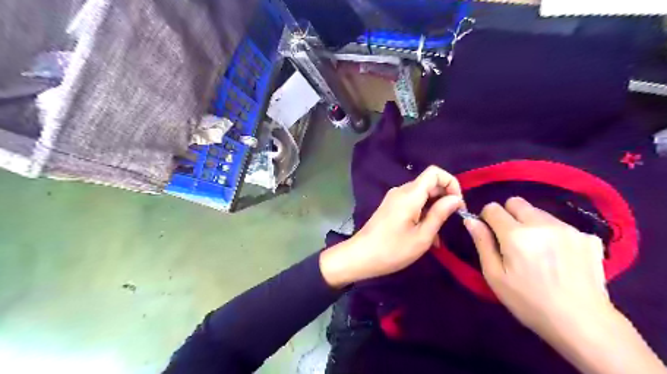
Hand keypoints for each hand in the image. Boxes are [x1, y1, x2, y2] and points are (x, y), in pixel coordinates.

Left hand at [321, 166, 464, 288]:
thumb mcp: (422, 236)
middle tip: (452, 220)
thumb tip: (456, 198)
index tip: (457, 204)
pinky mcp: (390, 207)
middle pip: (429, 184)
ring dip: (434, 210)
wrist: (360, 257)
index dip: (451, 183)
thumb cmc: (393, 249)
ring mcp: (394, 199)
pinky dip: (423, 214)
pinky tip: (427, 236)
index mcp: (410, 194)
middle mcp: (401, 191)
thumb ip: (440, 214)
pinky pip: (412, 204)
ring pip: (421, 196)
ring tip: (439, 235)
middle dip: (444, 198)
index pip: (434, 172)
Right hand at [466, 197, 666, 372]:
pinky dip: (554, 235)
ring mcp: (568, 229)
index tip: (491, 234)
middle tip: (513, 241)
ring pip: (539, 212)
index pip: (493, 208)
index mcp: (516, 235)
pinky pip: (561, 225)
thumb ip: (482, 243)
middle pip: (516, 202)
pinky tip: (560, 258)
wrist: (584, 324)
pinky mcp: (588, 237)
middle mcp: (542, 224)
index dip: (487, 219)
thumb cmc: (529, 302)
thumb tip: (470, 220)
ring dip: (532, 224)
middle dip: (509, 215)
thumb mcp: (495, 276)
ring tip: (538, 251)